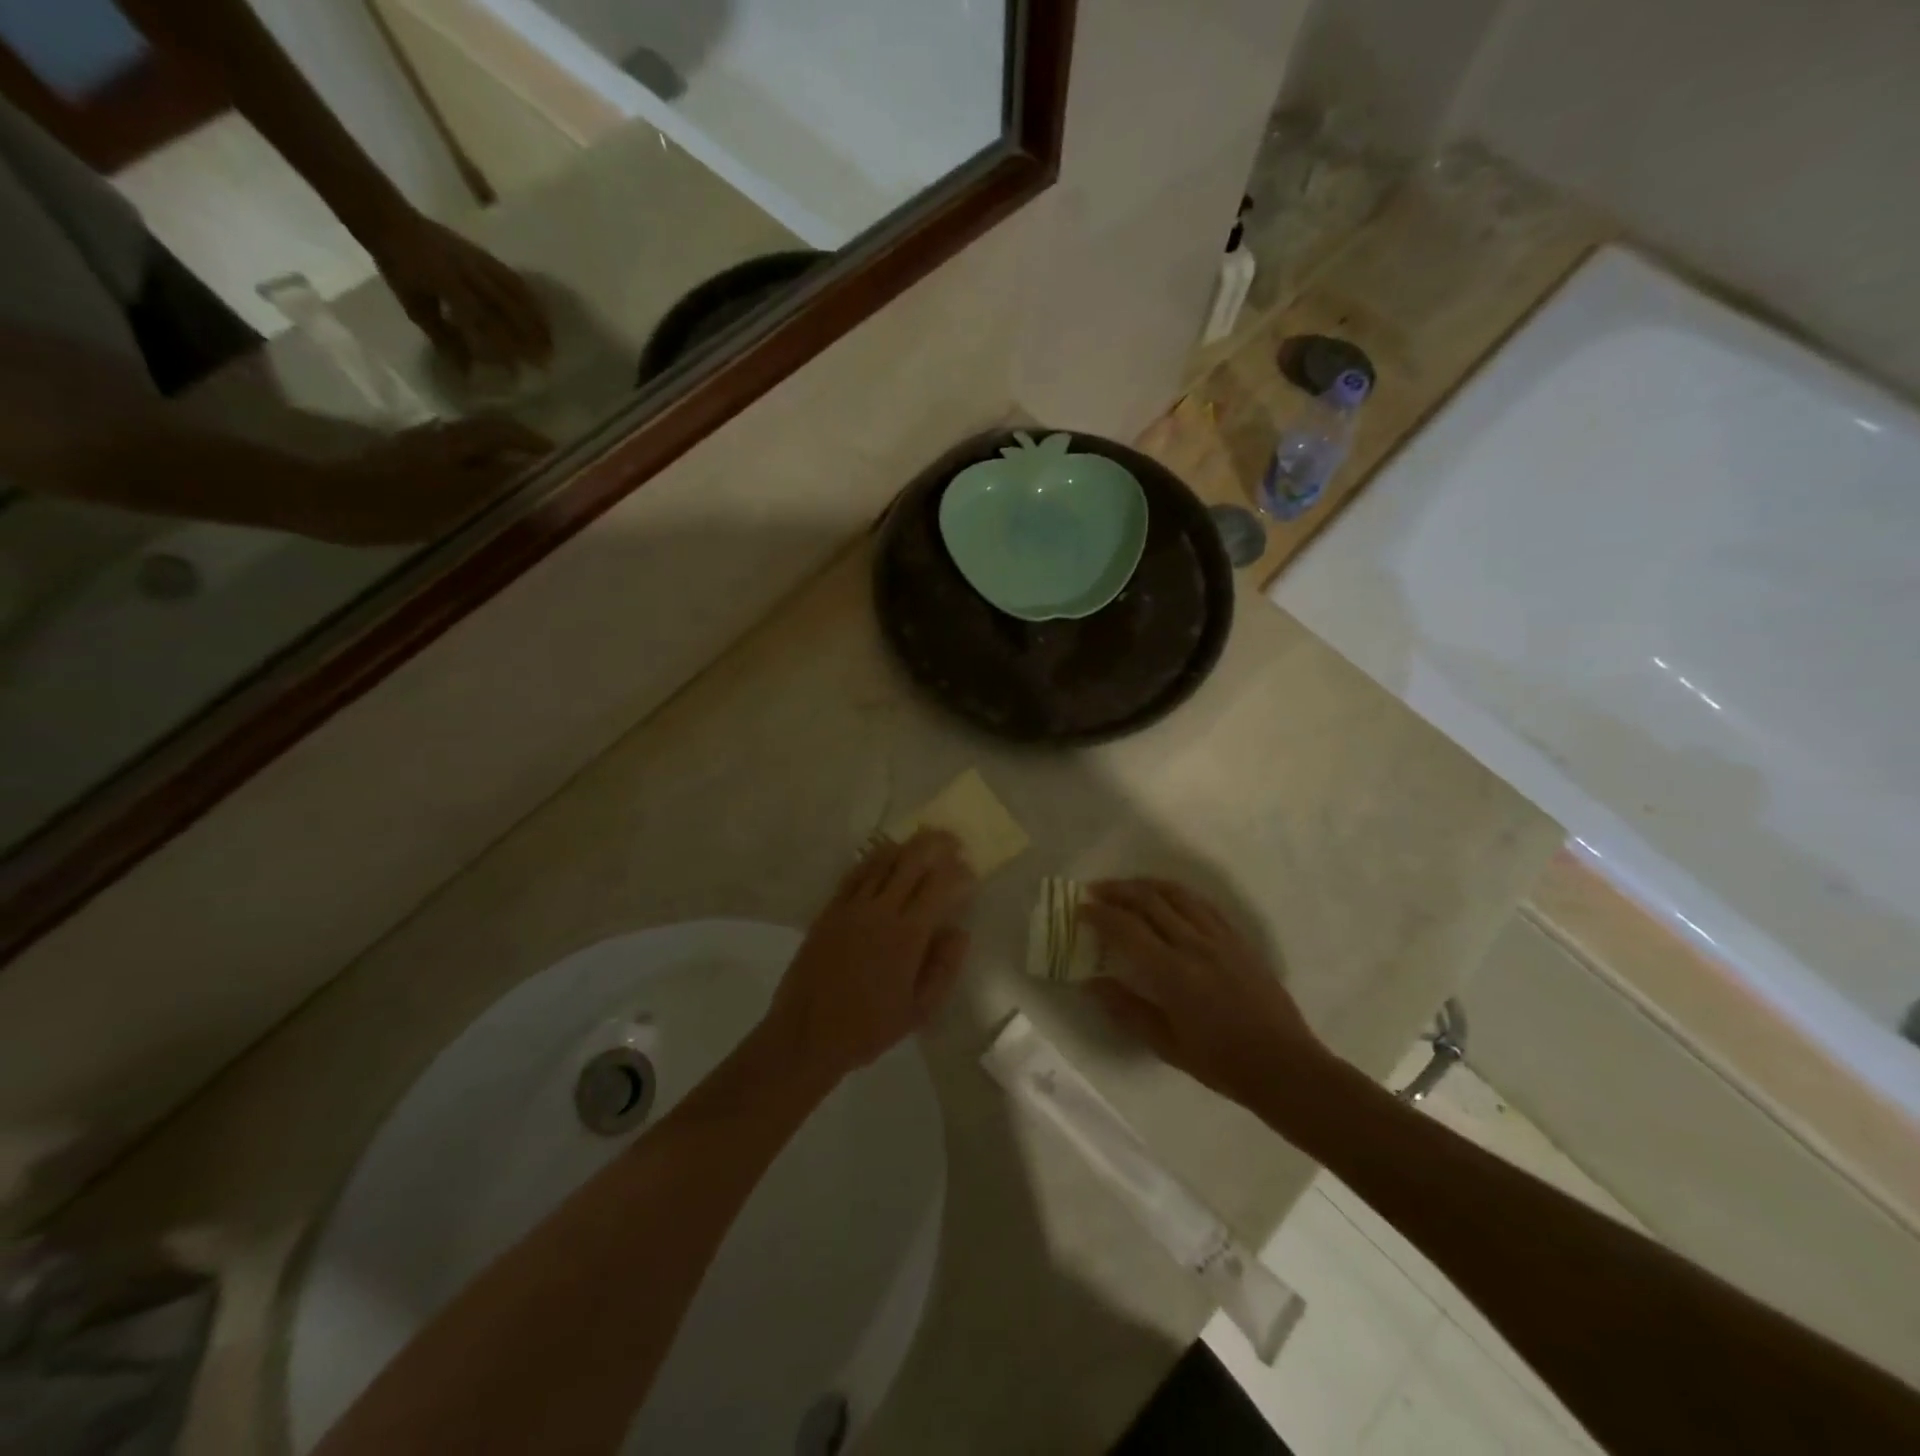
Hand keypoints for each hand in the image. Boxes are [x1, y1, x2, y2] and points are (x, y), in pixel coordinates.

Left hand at [306, 415, 551, 543]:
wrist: (319, 501)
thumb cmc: (391, 505)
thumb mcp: (451, 499)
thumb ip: (491, 483)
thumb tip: (524, 470)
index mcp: (452, 443)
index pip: (502, 430)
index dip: (530, 440)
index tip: (554, 455)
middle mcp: (437, 438)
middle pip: (485, 434)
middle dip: (514, 447)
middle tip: (538, 469)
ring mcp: (418, 448)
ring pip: (468, 446)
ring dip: (494, 457)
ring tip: (514, 483)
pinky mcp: (402, 461)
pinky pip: (452, 459)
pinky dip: (474, 468)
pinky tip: (477, 490)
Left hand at [360, 207, 552, 372]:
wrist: (390, 219)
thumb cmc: (399, 267)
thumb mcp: (415, 306)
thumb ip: (443, 337)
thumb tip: (467, 370)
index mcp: (447, 284)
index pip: (481, 321)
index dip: (500, 346)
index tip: (515, 369)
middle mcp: (469, 273)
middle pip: (507, 308)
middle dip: (528, 336)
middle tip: (545, 361)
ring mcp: (479, 262)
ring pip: (516, 294)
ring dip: (536, 320)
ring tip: (550, 343)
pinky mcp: (485, 255)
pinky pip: (514, 279)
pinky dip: (531, 299)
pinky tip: (542, 315)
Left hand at [763, 831, 977, 1088]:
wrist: (807, 1034)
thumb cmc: (869, 1027)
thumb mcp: (919, 1009)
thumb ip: (944, 967)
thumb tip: (959, 931)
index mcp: (907, 935)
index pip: (939, 887)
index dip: (958, 872)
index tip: (970, 869)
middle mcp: (880, 911)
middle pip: (911, 862)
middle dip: (935, 845)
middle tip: (951, 840)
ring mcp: (851, 907)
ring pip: (882, 861)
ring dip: (905, 846)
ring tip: (921, 840)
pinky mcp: (829, 911)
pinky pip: (854, 874)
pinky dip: (873, 860)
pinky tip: (883, 857)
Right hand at [1080, 879, 1335, 1117]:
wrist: (1284, 1066)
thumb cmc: (1221, 1063)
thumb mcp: (1166, 1045)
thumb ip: (1126, 1009)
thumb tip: (1091, 983)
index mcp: (1173, 973)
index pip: (1126, 928)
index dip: (1099, 914)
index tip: (1080, 910)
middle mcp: (1194, 945)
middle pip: (1149, 900)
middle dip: (1117, 890)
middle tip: (1095, 891)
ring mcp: (1220, 938)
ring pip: (1177, 894)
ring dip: (1146, 884)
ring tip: (1126, 887)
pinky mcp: (1238, 939)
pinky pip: (1202, 903)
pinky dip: (1178, 893)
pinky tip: (1168, 898)